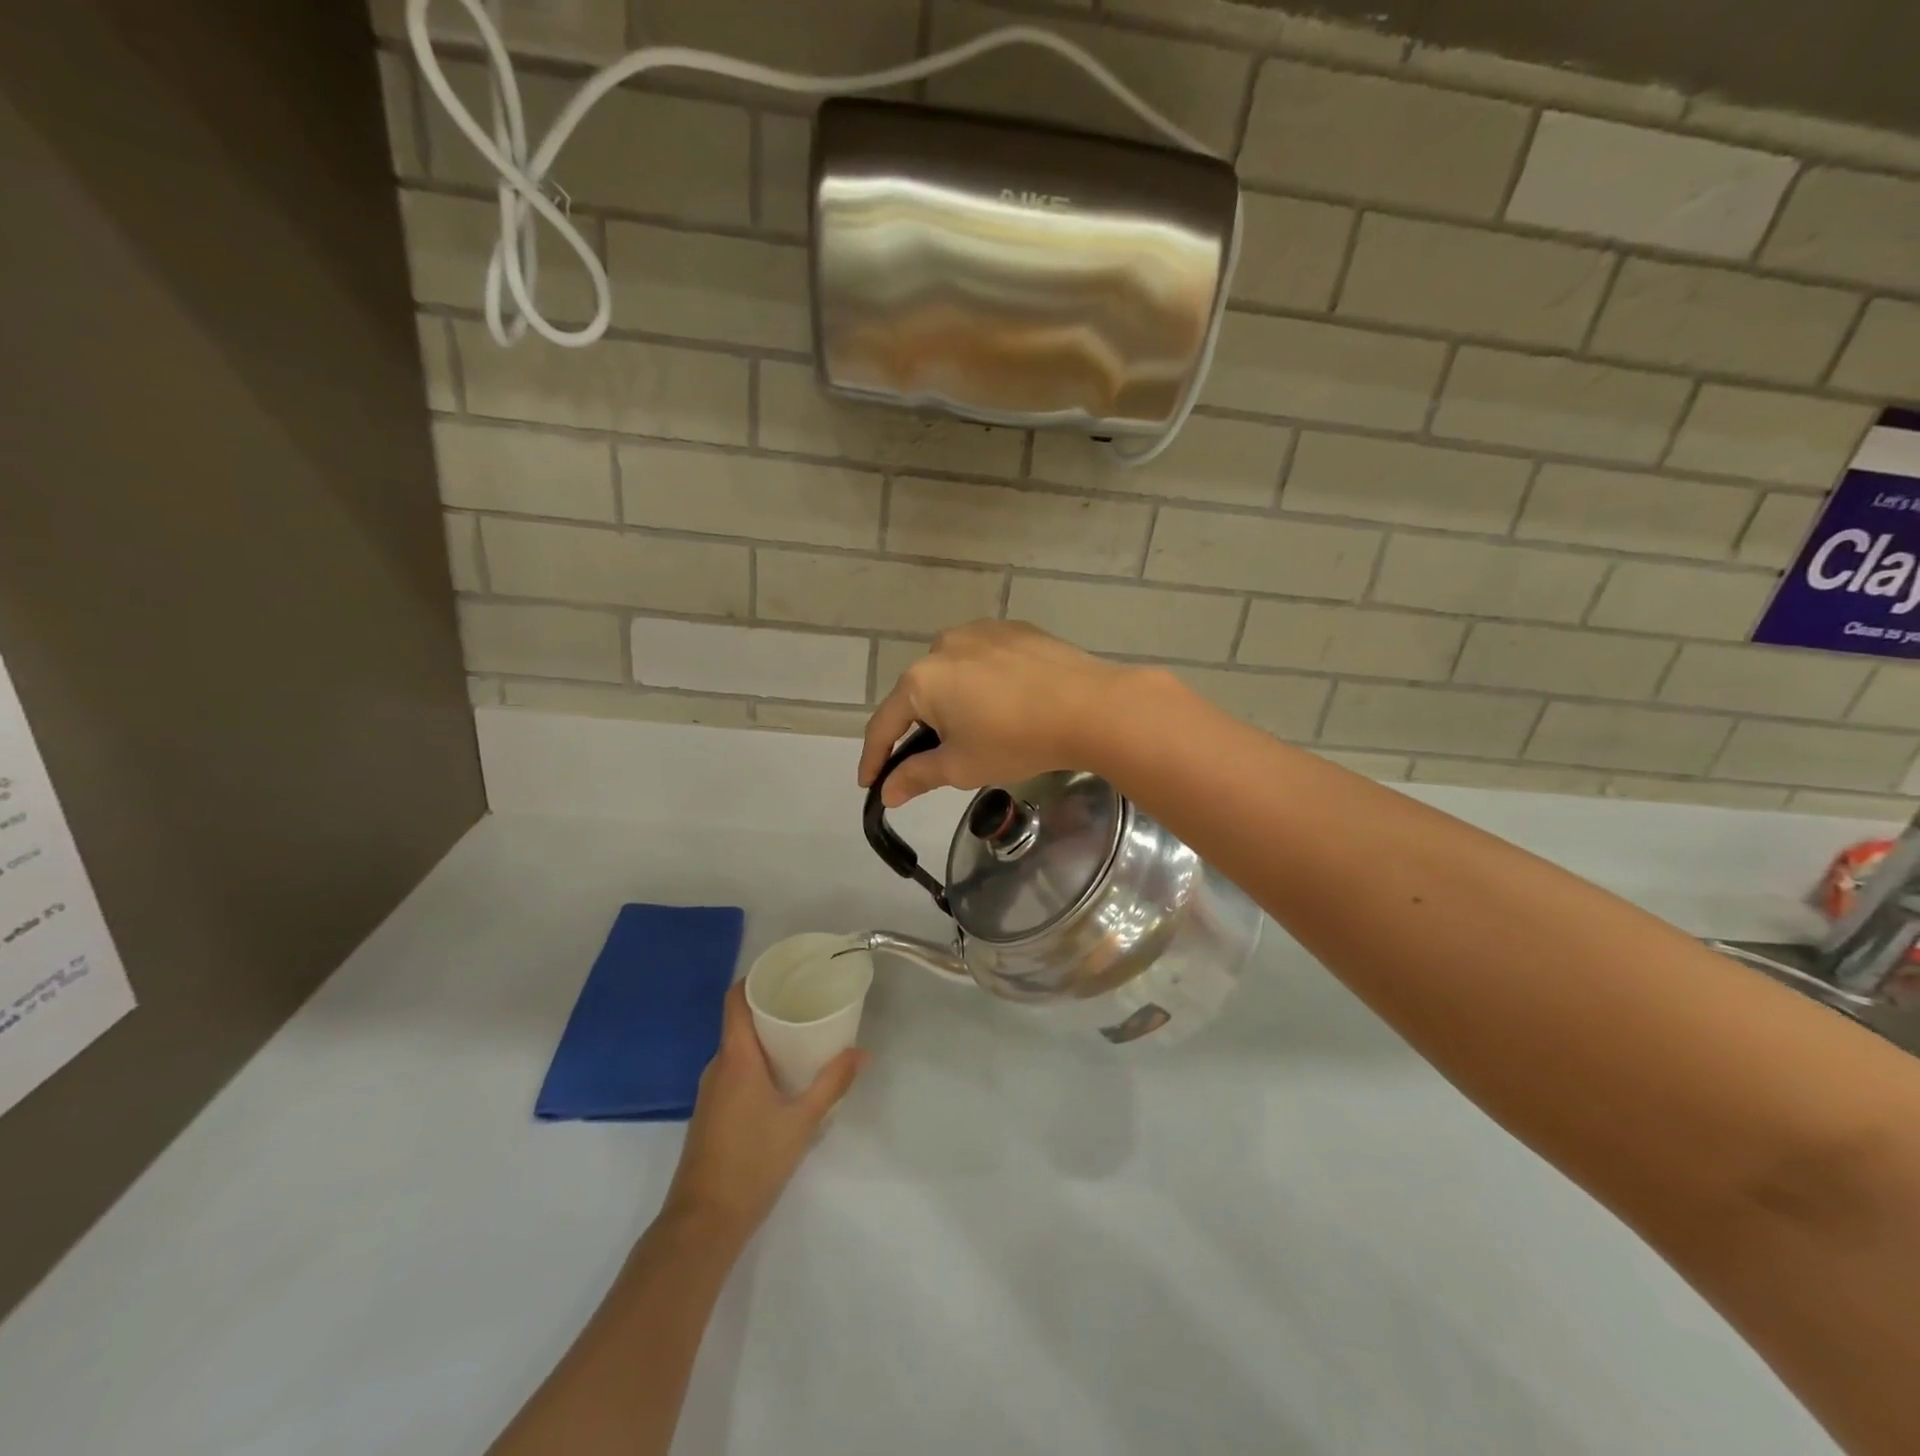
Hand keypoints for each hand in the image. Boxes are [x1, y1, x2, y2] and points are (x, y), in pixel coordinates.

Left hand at [663, 984, 863, 1241]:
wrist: (703, 1223)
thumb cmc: (753, 1162)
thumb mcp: (802, 1121)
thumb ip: (832, 1083)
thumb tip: (861, 1052)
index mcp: (736, 1058)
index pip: (736, 1000)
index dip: (755, 977)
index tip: (785, 969)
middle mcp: (718, 1066)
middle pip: (740, 1021)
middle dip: (772, 1006)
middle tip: (808, 999)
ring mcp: (711, 1091)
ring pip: (739, 1048)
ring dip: (766, 1037)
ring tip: (803, 1034)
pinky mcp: (712, 1112)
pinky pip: (735, 1070)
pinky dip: (758, 1061)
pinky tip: (785, 1075)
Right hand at [858, 621, 1142, 805]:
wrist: (1091, 707)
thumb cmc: (1016, 740)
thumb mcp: (961, 766)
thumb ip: (916, 776)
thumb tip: (886, 792)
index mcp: (921, 679)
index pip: (884, 724)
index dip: (874, 758)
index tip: (869, 783)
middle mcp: (942, 645)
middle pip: (918, 694)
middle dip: (920, 729)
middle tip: (935, 759)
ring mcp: (980, 631)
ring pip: (952, 674)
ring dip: (953, 702)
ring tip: (978, 729)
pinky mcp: (1014, 629)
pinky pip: (984, 660)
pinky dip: (983, 683)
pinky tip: (1005, 702)